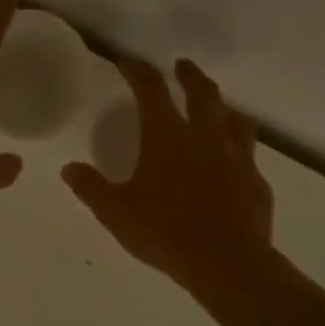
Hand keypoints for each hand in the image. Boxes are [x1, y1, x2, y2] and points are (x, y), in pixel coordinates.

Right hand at [61, 58, 272, 291]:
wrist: (226, 262)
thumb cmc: (165, 232)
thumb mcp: (116, 213)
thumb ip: (91, 188)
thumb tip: (69, 169)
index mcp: (167, 136)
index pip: (151, 89)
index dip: (138, 71)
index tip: (129, 63)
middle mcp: (205, 136)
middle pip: (201, 92)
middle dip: (189, 75)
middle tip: (182, 66)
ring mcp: (236, 156)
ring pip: (234, 117)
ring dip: (221, 106)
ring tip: (217, 107)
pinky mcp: (255, 180)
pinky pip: (248, 153)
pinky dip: (238, 147)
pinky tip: (233, 161)